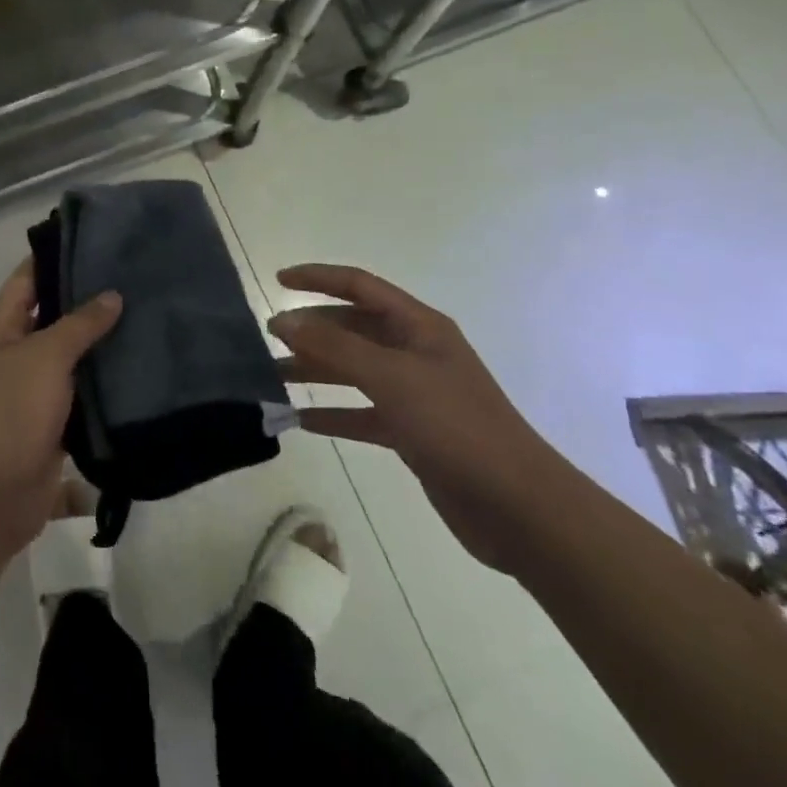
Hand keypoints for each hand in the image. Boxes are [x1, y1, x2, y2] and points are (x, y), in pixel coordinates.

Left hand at [0, 260, 121, 562]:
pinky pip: (84, 402)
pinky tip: (144, 377)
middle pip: (55, 318)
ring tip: (151, 321)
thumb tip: (111, 294)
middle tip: (140, 280)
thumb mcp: (43, 357)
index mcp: (1, 328)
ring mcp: (35, 394)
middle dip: (91, 302)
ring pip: (74, 361)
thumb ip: (79, 324)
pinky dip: (108, 392)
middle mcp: (16, 354)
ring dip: (104, 349)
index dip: (59, 256)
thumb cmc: (7, 414)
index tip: (101, 240)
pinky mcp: (54, 429)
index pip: (30, 277)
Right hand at [268, 264, 567, 572]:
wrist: (518, 508)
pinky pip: (361, 412)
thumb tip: (285, 321)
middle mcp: (415, 352)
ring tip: (273, 376)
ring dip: (315, 370)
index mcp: (418, 326)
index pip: (360, 286)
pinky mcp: (412, 432)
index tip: (278, 280)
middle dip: (312, 329)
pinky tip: (300, 420)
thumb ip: (334, 347)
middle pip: (353, 328)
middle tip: (268, 338)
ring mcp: (414, 393)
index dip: (319, 278)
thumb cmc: (456, 427)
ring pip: (353, 370)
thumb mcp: (391, 378)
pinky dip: (332, 413)